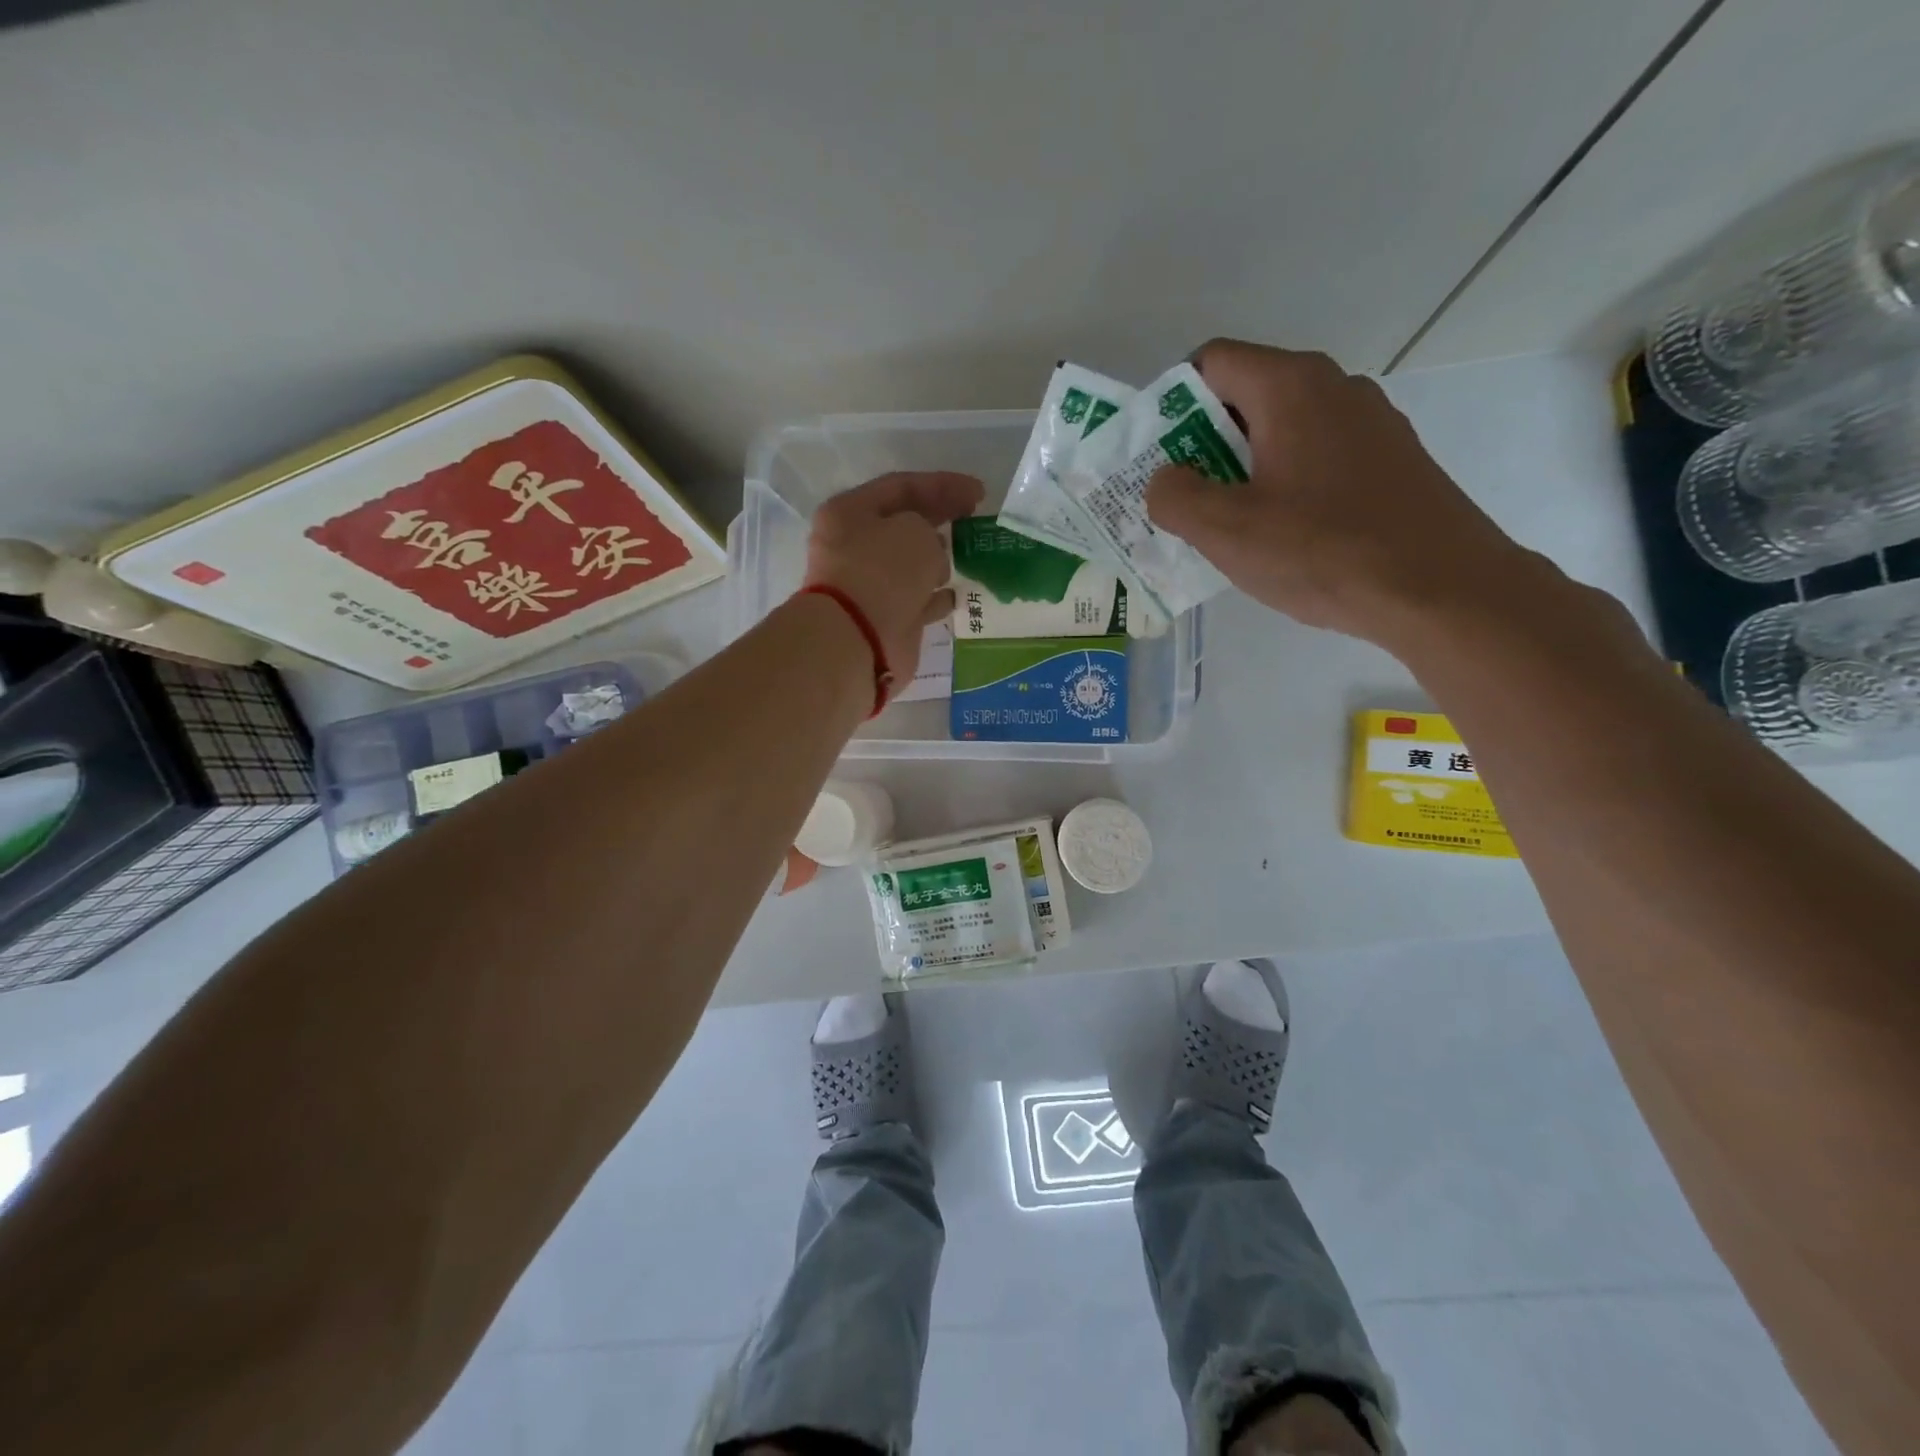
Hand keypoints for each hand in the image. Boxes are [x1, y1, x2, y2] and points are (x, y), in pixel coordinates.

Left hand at [802, 471, 984, 685]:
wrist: (858, 640)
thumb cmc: (883, 572)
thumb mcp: (915, 530)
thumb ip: (928, 527)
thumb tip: (929, 551)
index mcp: (849, 512)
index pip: (901, 487)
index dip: (943, 485)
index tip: (979, 493)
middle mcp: (853, 546)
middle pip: (904, 524)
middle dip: (940, 518)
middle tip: (975, 517)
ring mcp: (867, 585)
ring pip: (910, 564)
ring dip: (939, 559)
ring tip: (968, 554)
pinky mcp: (883, 618)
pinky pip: (916, 599)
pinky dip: (936, 596)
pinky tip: (958, 593)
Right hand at [1146, 338, 1546, 648]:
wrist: (1441, 589)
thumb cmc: (1323, 552)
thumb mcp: (1227, 531)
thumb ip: (1176, 497)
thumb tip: (1165, 479)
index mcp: (1290, 387)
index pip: (1210, 362)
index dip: (1171, 404)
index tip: (1158, 458)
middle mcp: (1334, 386)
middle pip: (1246, 395)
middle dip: (1203, 444)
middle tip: (1183, 500)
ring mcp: (1370, 421)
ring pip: (1283, 429)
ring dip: (1243, 468)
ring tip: (1230, 525)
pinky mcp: (1391, 458)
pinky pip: (1317, 455)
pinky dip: (1285, 482)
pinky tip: (1284, 535)